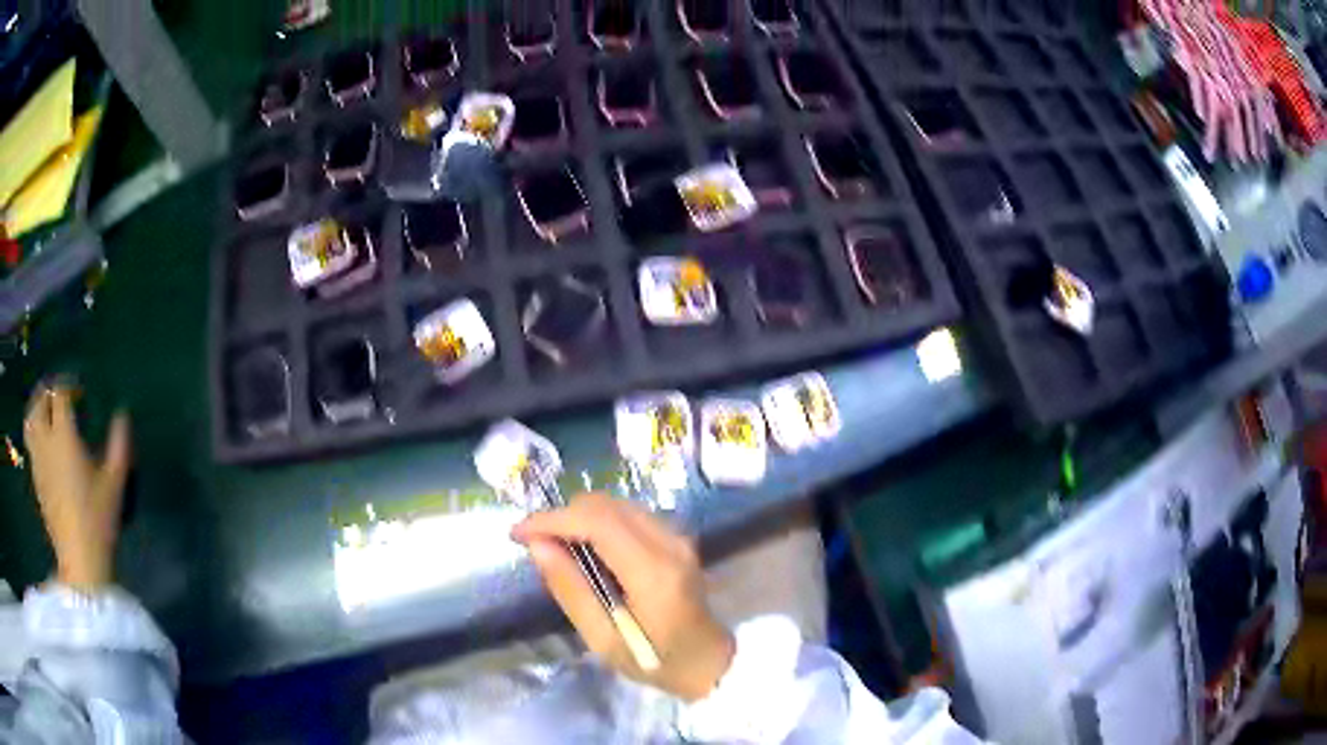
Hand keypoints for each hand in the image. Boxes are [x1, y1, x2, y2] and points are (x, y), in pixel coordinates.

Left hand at [23, 383, 131, 590]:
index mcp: (64, 435)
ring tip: (46, 414)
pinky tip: (45, 445)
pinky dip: (35, 433)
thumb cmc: (98, 520)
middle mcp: (46, 440)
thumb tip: (122, 415)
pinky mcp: (36, 479)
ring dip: (37, 409)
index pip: (60, 393)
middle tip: (59, 395)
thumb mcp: (115, 484)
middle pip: (39, 401)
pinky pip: (31, 444)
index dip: (68, 386)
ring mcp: (38, 460)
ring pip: (30, 420)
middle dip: (47, 392)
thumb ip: (119, 445)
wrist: (79, 561)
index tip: (79, 392)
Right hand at [512, 493, 734, 700]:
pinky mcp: (677, 538)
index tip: (518, 533)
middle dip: (563, 516)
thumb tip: (537, 546)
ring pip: (617, 505)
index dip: (552, 519)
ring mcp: (677, 537)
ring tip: (556, 546)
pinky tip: (586, 548)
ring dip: (580, 517)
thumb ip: (571, 590)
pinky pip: (629, 515)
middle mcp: (669, 543)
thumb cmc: (654, 660)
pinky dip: (599, 522)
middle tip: (535, 543)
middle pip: (606, 505)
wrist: (707, 661)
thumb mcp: (603, 639)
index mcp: (652, 572)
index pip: (597, 522)